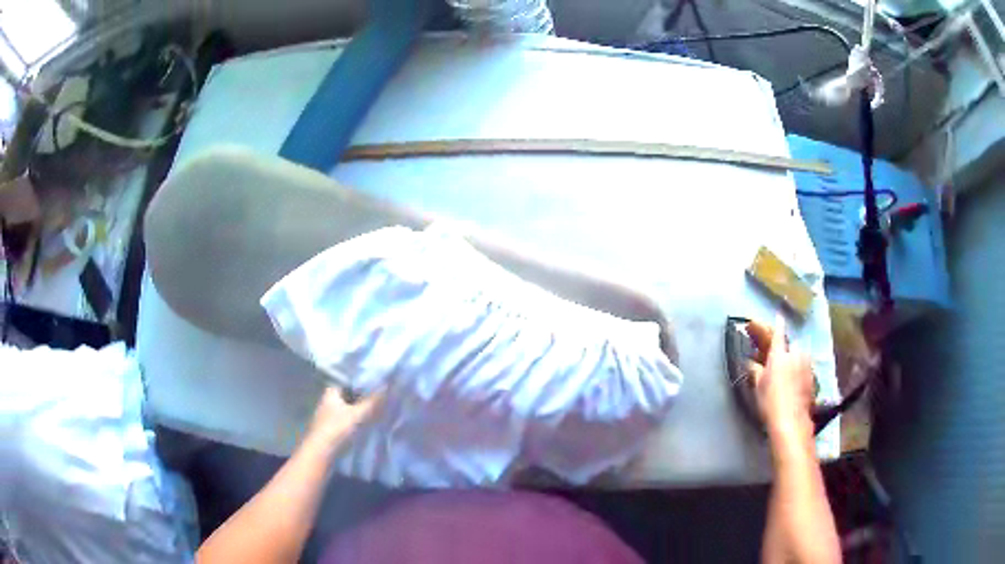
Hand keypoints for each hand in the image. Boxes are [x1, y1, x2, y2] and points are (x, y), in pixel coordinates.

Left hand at [305, 387, 383, 450]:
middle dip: (363, 399)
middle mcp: (328, 401)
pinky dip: (356, 423)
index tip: (380, 386)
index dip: (364, 384)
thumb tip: (388, 386)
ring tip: (378, 413)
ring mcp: (328, 416)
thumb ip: (372, 402)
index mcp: (331, 392)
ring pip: (348, 410)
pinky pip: (346, 421)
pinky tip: (366, 427)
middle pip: (349, 397)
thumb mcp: (357, 415)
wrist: (319, 453)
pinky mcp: (330, 429)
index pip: (350, 382)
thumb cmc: (336, 429)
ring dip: (360, 412)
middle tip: (382, 401)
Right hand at [746, 314, 814, 440]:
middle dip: (787, 347)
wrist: (791, 419)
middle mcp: (795, 355)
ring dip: (794, 358)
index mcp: (779, 354)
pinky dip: (800, 370)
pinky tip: (795, 381)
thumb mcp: (758, 386)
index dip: (778, 323)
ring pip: (800, 355)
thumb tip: (751, 362)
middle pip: (792, 344)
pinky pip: (805, 367)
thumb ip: (756, 371)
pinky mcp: (813, 378)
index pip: (779, 333)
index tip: (779, 315)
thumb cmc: (770, 401)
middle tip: (779, 356)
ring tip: (788, 370)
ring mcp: (806, 365)